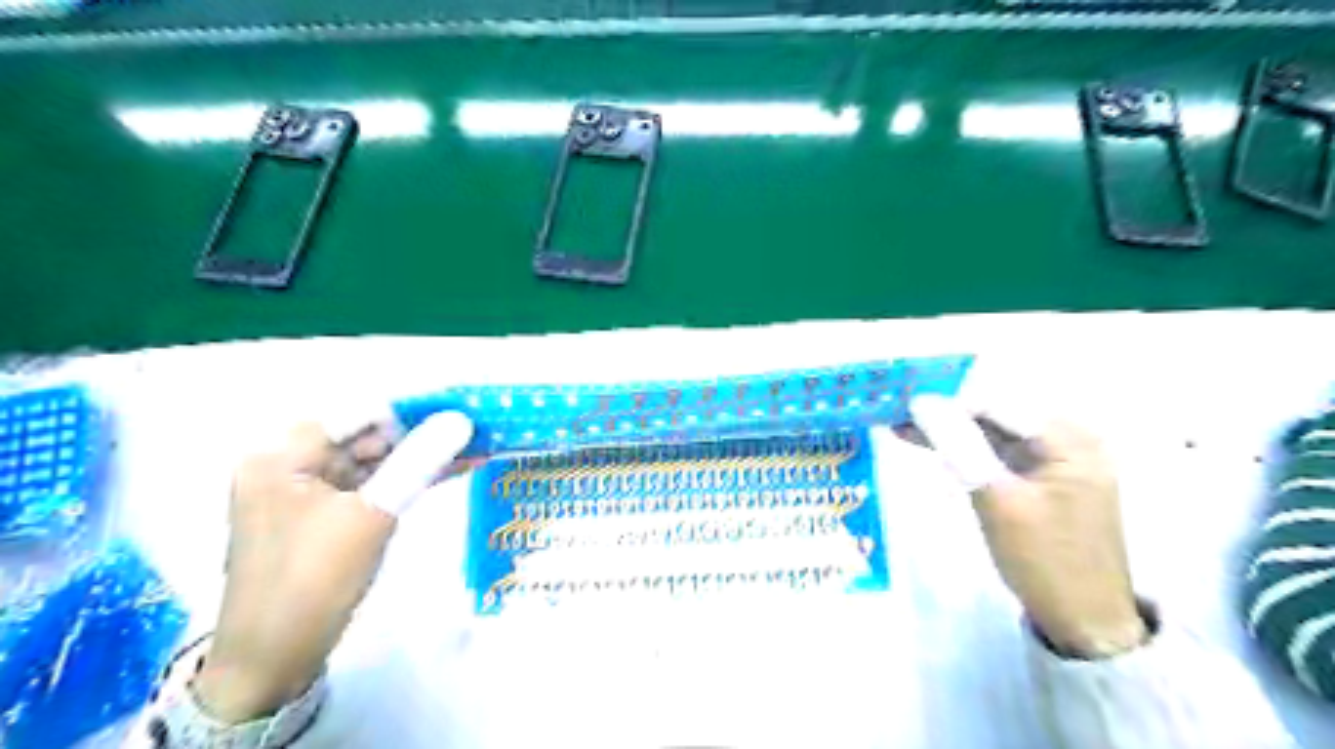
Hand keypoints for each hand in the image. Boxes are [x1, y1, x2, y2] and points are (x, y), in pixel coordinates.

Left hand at [191, 412, 474, 721]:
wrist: (274, 660)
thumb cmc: (312, 581)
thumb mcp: (370, 516)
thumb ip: (417, 462)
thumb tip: (461, 419)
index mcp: (283, 454)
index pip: (359, 411)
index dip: (414, 404)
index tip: (463, 400)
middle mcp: (292, 463)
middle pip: (369, 433)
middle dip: (425, 431)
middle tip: (478, 426)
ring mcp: (311, 491)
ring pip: (378, 459)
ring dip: (425, 455)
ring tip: (478, 445)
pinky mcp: (330, 514)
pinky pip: (376, 484)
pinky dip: (412, 478)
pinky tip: (455, 469)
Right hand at [907, 394, 1145, 659]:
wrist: (1082, 619)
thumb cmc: (1043, 560)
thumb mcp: (997, 499)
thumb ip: (960, 445)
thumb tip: (921, 402)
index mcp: (1069, 439)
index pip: (998, 402)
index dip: (948, 400)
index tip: (902, 404)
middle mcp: (1067, 438)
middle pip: (996, 413)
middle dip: (946, 413)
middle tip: (897, 413)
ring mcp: (1055, 457)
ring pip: (992, 431)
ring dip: (950, 430)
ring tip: (901, 426)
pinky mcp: (1041, 476)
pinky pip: (997, 452)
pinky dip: (965, 450)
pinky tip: (929, 443)